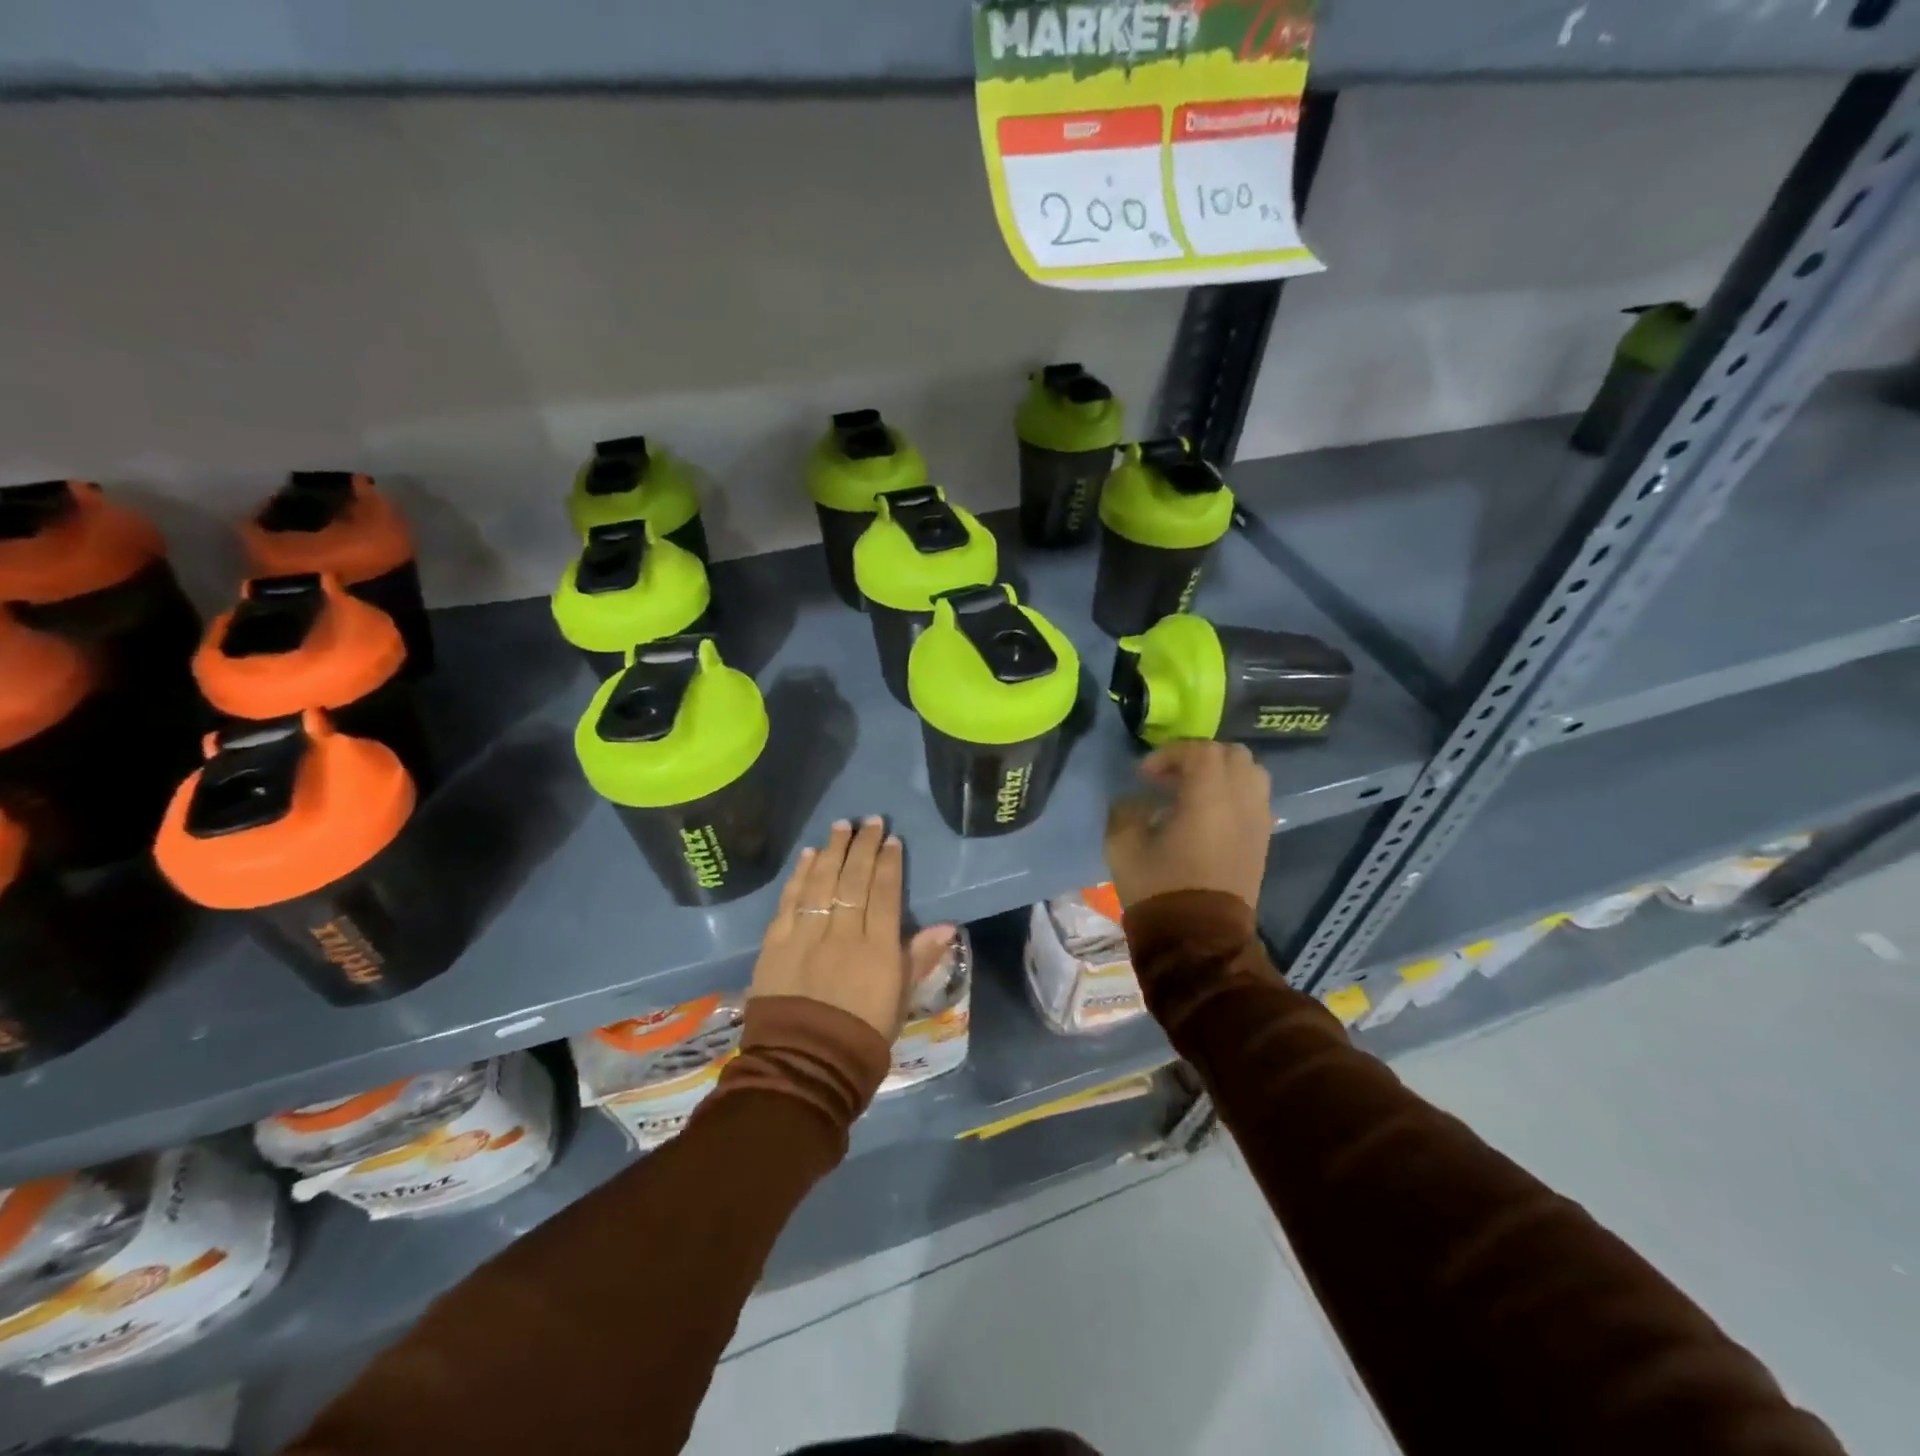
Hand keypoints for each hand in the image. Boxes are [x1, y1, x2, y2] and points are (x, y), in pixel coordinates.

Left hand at [750, 817, 955, 1042]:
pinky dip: (800, 876)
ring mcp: (806, 935)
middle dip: (862, 846)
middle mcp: (843, 933)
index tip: (890, 839)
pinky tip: (808, 856)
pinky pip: (790, 901)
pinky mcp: (776, 944)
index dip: (888, 863)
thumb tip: (948, 926)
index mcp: (878, 948)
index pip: (884, 893)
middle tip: (868, 820)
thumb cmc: (861, 1038)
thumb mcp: (900, 1001)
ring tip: (840, 826)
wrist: (804, 1068)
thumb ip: (920, 959)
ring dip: (832, 851)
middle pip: (853, 879)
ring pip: (822, 882)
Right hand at [1104, 740, 1271, 911]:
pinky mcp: (1262, 842)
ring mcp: (1257, 822)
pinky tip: (1207, 817)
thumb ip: (1125, 811)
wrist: (1198, 940)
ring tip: (1193, 793)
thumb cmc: (1159, 888)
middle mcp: (1241, 801)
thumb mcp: (1123, 846)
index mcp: (1209, 796)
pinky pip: (1255, 800)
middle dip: (1199, 758)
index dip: (1168, 755)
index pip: (1199, 751)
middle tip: (1170, 778)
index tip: (1144, 775)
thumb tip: (1135, 801)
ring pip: (1251, 774)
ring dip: (1222, 774)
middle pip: (1231, 755)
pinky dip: (1233, 795)